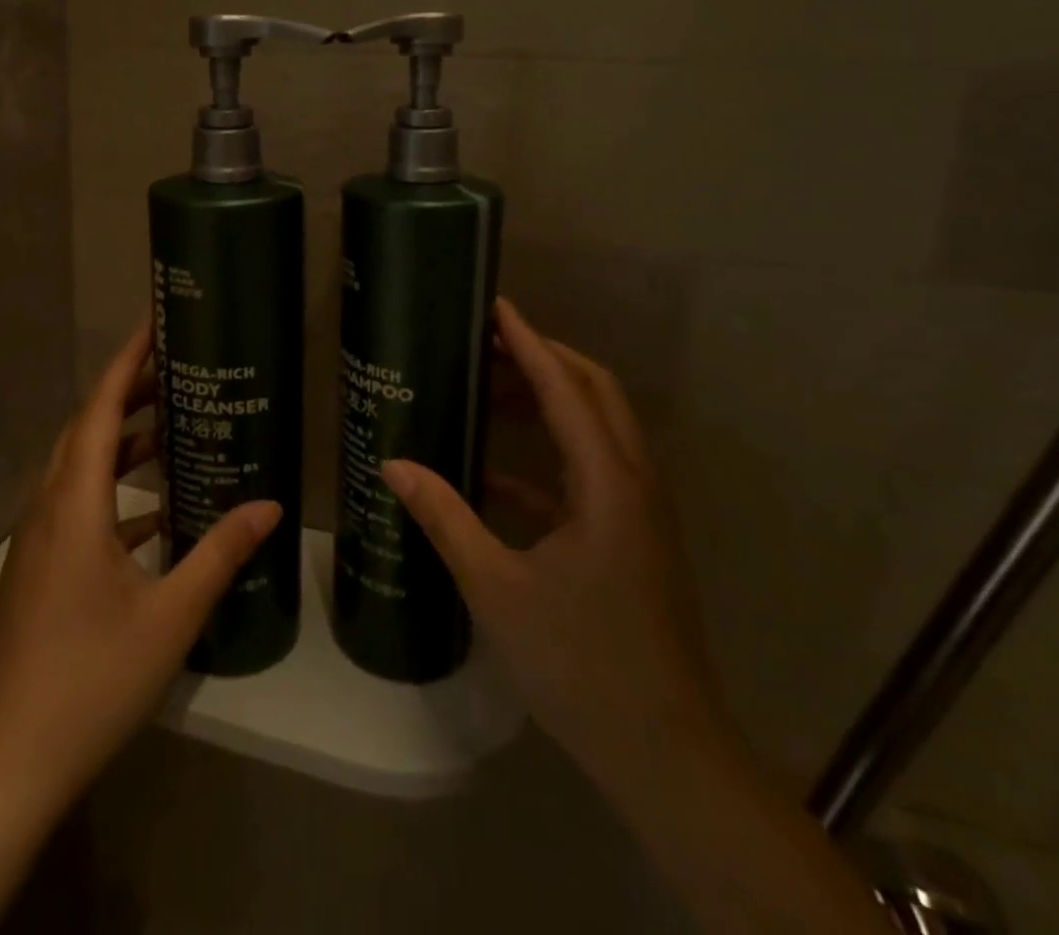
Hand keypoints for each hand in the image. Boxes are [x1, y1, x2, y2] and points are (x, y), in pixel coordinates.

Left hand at [0, 320, 282, 811]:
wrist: (4, 765)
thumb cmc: (89, 680)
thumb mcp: (170, 616)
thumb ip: (220, 553)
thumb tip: (271, 506)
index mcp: (75, 503)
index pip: (100, 408)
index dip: (127, 361)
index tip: (154, 323)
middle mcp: (49, 507)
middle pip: (86, 428)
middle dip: (129, 393)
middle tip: (178, 372)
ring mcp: (38, 540)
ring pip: (79, 466)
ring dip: (121, 440)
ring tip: (172, 426)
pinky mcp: (39, 568)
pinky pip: (77, 504)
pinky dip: (114, 489)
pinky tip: (155, 511)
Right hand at [381, 298, 721, 795]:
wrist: (665, 752)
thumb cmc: (580, 663)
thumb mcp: (496, 587)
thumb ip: (445, 517)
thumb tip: (393, 464)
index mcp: (607, 483)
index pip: (566, 388)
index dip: (529, 342)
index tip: (496, 306)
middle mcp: (633, 482)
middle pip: (595, 392)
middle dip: (544, 358)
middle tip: (488, 343)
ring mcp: (639, 511)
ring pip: (598, 428)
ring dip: (550, 400)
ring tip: (490, 390)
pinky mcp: (632, 537)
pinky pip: (590, 472)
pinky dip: (548, 455)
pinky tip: (495, 473)